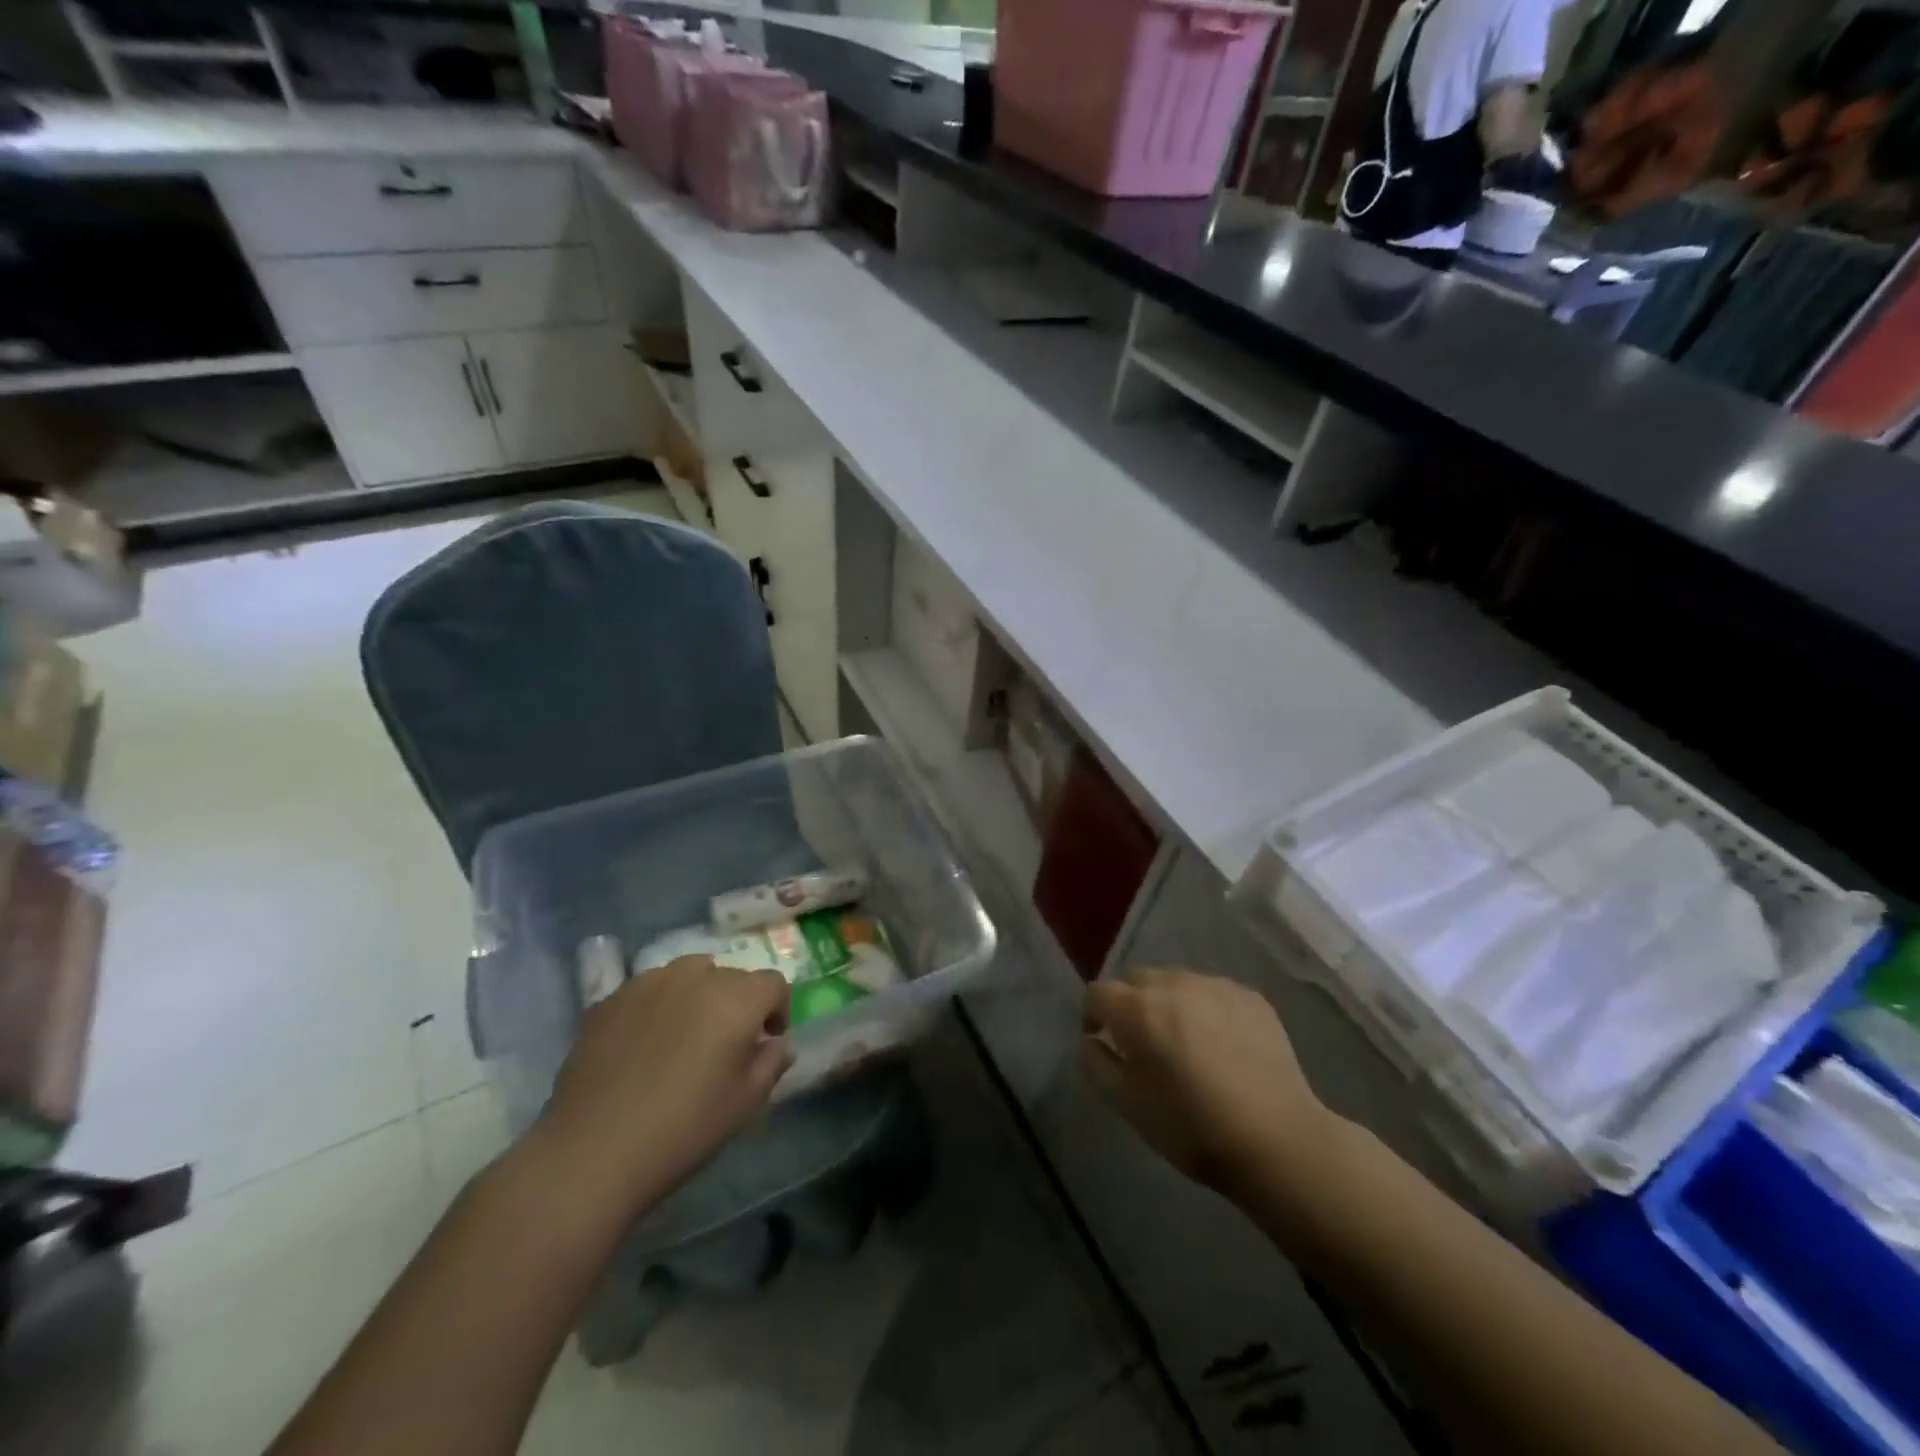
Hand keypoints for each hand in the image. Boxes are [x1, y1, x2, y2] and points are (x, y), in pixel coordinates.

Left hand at [537, 956, 791, 1214]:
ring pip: (687, 974)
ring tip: (683, 1036)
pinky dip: (657, 1006)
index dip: (776, 1009)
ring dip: (697, 996)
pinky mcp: (610, 1000)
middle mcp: (695, 977)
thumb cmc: (683, 1129)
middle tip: (724, 1044)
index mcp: (736, 999)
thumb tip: (777, 1044)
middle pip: (730, 976)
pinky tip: (643, 1046)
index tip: (767, 1040)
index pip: (772, 984)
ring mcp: (648, 983)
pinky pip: (648, 990)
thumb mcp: (744, 1103)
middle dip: (736, 1003)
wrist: (592, 1153)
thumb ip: (771, 1063)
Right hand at [1082, 967, 1335, 1195]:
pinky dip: (1205, 1010)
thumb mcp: (1129, 1105)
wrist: (1278, 1141)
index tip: (1103, 1043)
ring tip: (1185, 1044)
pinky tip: (1221, 1046)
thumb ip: (1098, 1064)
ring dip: (1168, 1004)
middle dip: (1130, 1006)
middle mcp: (1173, 984)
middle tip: (1144, 1045)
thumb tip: (1093, 1041)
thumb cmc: (1193, 1128)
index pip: (1098, 993)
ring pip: (1175, 983)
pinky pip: (1212, 993)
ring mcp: (1215, 986)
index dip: (1093, 1016)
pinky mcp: (1250, 996)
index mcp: (1138, 1010)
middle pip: (1136, 980)